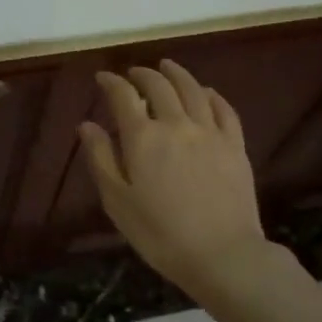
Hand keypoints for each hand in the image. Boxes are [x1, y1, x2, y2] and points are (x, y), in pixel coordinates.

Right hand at [79, 61, 267, 292]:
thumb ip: (101, 159)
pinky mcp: (235, 146)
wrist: (222, 254)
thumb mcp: (117, 201)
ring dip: (177, 74)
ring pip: (193, 90)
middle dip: (143, 74)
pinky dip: (211, 95)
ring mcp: (209, 132)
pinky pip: (224, 109)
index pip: (123, 96)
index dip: (111, 82)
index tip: (103, 78)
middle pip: (159, 86)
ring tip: (167, 66)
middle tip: (133, 73)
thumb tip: (87, 124)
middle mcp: (176, 125)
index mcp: (143, 138)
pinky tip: (206, 92)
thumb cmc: (160, 234)